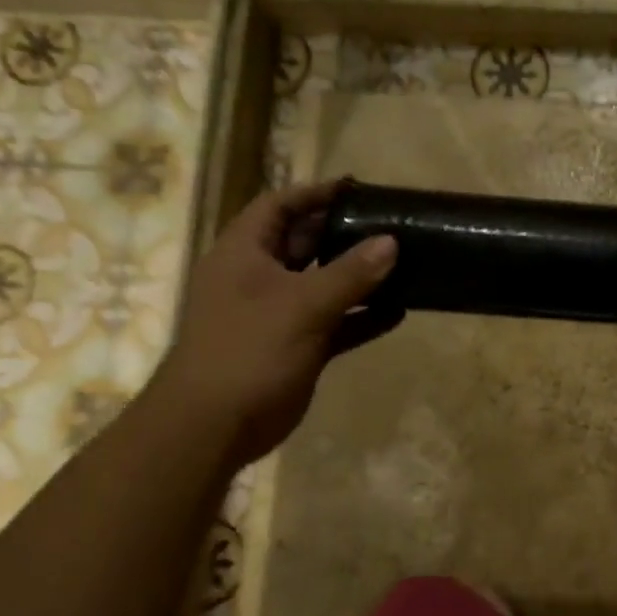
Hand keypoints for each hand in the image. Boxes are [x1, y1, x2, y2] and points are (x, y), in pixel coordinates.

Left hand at [153, 179, 399, 460]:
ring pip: (323, 284)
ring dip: (358, 277)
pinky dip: (362, 318)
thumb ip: (349, 273)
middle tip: (389, 225)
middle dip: (344, 233)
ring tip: (403, 264)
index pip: (279, 206)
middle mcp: (259, 277)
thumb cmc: (248, 350)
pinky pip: (334, 323)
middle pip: (304, 242)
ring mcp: (277, 314)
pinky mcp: (296, 346)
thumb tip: (391, 242)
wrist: (214, 427)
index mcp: (244, 253)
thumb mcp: (302, 305)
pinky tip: (398, 313)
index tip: (357, 188)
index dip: (315, 193)